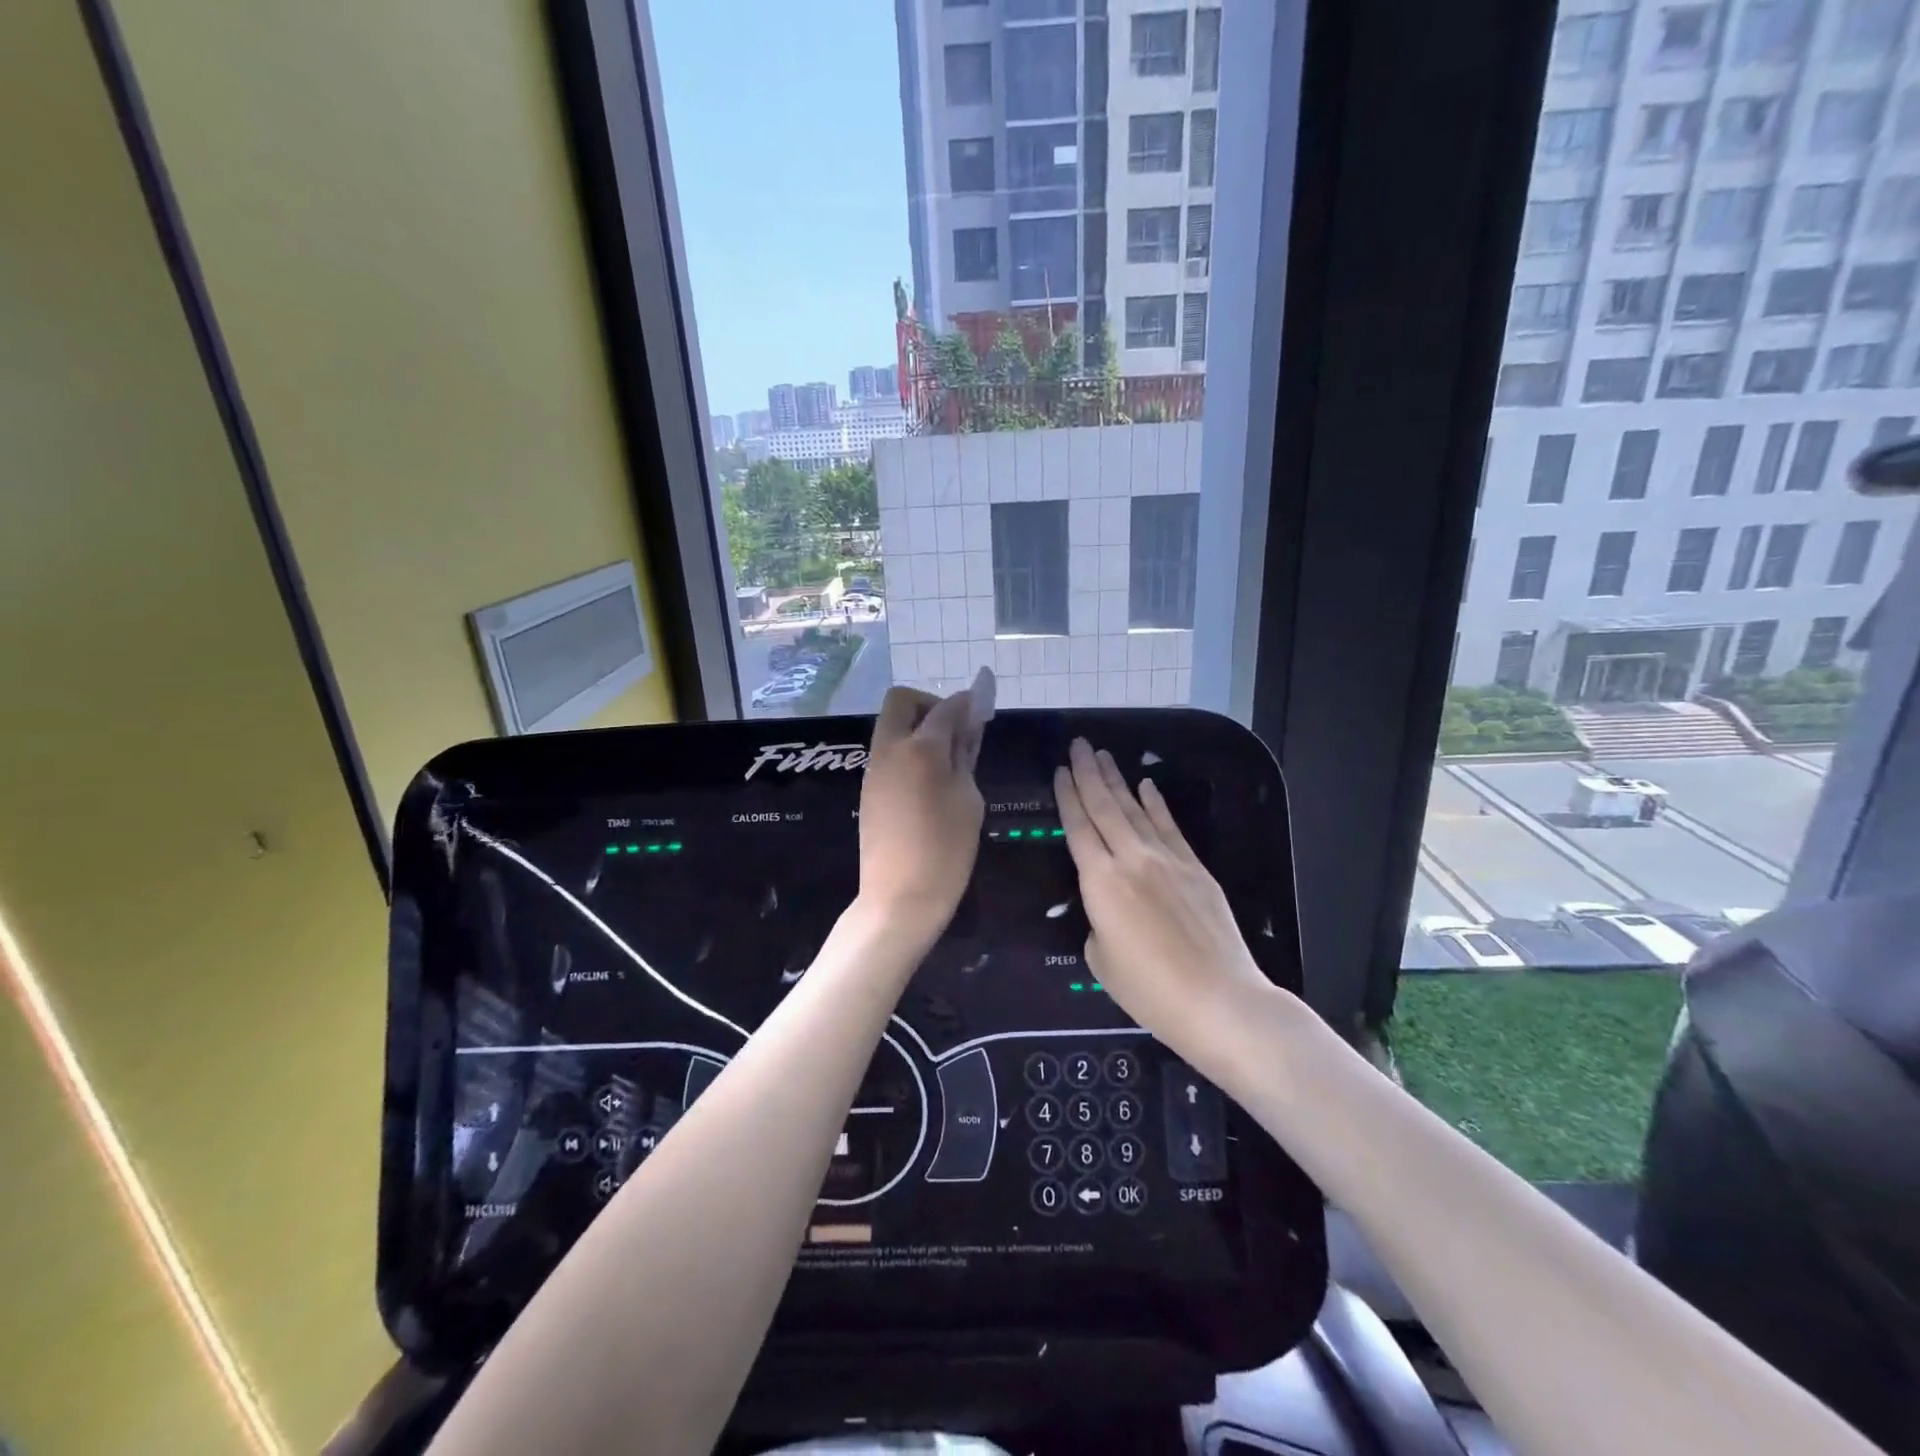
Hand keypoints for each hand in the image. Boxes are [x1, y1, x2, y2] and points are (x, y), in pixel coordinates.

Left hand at [856, 680, 987, 936]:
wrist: (899, 897)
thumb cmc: (946, 851)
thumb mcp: (969, 800)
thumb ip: (966, 758)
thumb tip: (967, 730)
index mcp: (921, 750)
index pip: (946, 709)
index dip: (966, 703)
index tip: (982, 708)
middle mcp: (890, 749)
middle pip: (901, 700)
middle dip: (930, 704)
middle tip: (955, 730)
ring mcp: (874, 769)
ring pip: (891, 725)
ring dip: (917, 727)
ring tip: (946, 759)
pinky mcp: (868, 788)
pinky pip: (887, 752)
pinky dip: (907, 750)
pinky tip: (928, 780)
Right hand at [1055, 738, 1273, 1054]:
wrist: (1219, 999)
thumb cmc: (1150, 990)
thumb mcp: (1102, 960)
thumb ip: (1098, 924)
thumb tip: (1108, 911)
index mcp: (1100, 882)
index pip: (1078, 827)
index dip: (1067, 796)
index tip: (1060, 770)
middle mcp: (1131, 859)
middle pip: (1105, 807)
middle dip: (1088, 773)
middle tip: (1078, 745)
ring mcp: (1167, 860)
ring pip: (1135, 810)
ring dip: (1117, 780)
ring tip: (1103, 755)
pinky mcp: (1195, 868)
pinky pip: (1169, 827)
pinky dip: (1156, 804)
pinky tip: (1146, 786)